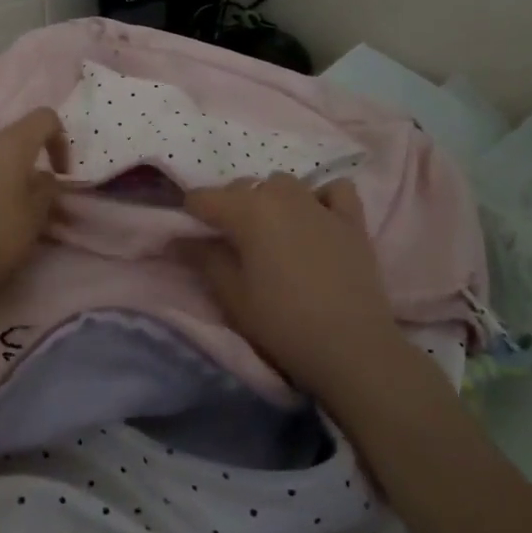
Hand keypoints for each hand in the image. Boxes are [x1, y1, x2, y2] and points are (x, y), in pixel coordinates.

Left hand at [0, 108, 67, 305]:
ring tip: (4, 209)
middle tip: (33, 197)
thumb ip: (47, 188)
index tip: (61, 173)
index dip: (60, 139)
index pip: (44, 117)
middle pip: (13, 138)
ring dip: (2, 174)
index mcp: (10, 144)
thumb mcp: (36, 217)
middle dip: (28, 161)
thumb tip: (43, 175)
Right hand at [184, 175, 406, 397]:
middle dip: (230, 207)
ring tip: (272, 231)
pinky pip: (334, 190)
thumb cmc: (282, 323)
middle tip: (231, 243)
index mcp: (248, 211)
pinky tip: (318, 220)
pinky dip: (322, 198)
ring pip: (284, 184)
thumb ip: (203, 259)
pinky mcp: (352, 220)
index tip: (193, 238)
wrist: (352, 348)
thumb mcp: (232, 296)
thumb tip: (179, 239)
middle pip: (243, 187)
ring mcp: (320, 204)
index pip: (204, 198)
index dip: (192, 215)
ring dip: (271, 199)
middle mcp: (281, 196)